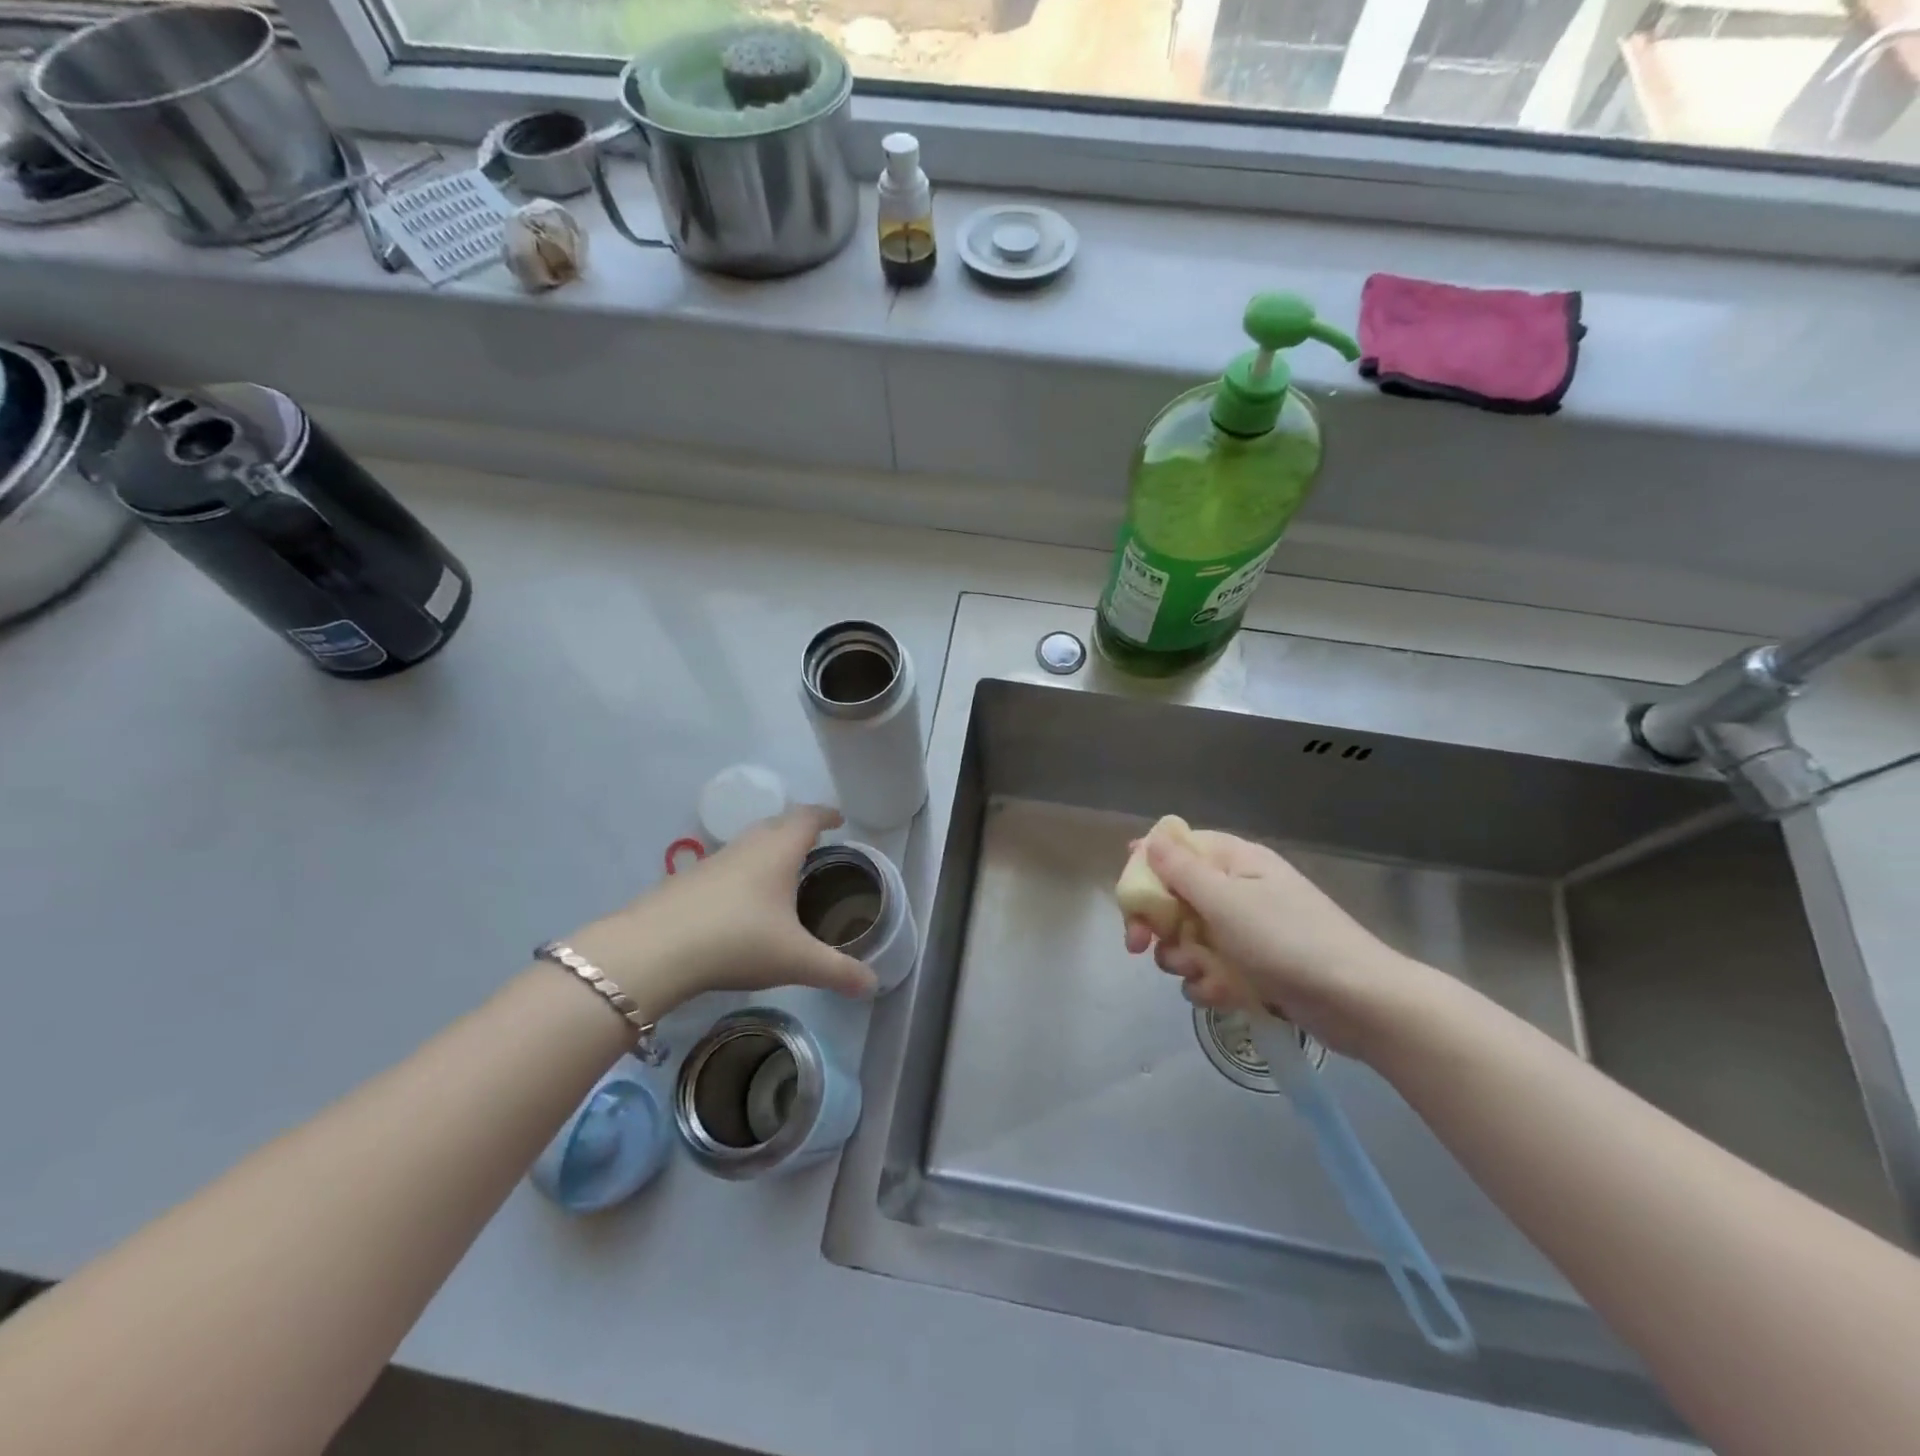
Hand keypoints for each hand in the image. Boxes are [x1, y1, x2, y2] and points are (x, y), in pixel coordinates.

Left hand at [568, 805, 877, 1010]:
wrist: (653, 951)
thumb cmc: (737, 941)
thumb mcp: (795, 960)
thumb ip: (837, 971)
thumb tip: (873, 985)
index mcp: (778, 851)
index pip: (807, 817)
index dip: (825, 814)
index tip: (839, 819)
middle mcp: (746, 847)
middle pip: (776, 825)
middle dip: (797, 830)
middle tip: (815, 846)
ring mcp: (712, 862)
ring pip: (747, 845)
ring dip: (767, 851)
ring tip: (781, 874)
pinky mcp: (686, 883)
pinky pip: (725, 867)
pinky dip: (741, 874)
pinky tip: (740, 904)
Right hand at [1123, 829, 1425, 1057]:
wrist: (1358, 1002)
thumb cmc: (1287, 940)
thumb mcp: (1226, 901)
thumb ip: (1181, 870)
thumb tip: (1151, 837)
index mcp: (1234, 861)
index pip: (1176, 850)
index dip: (1146, 871)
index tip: (1129, 900)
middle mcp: (1237, 890)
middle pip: (1175, 898)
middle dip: (1158, 925)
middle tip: (1140, 947)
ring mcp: (1246, 931)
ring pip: (1188, 939)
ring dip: (1183, 960)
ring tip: (1201, 976)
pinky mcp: (1253, 968)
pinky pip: (1212, 970)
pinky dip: (1209, 984)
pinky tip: (1221, 997)